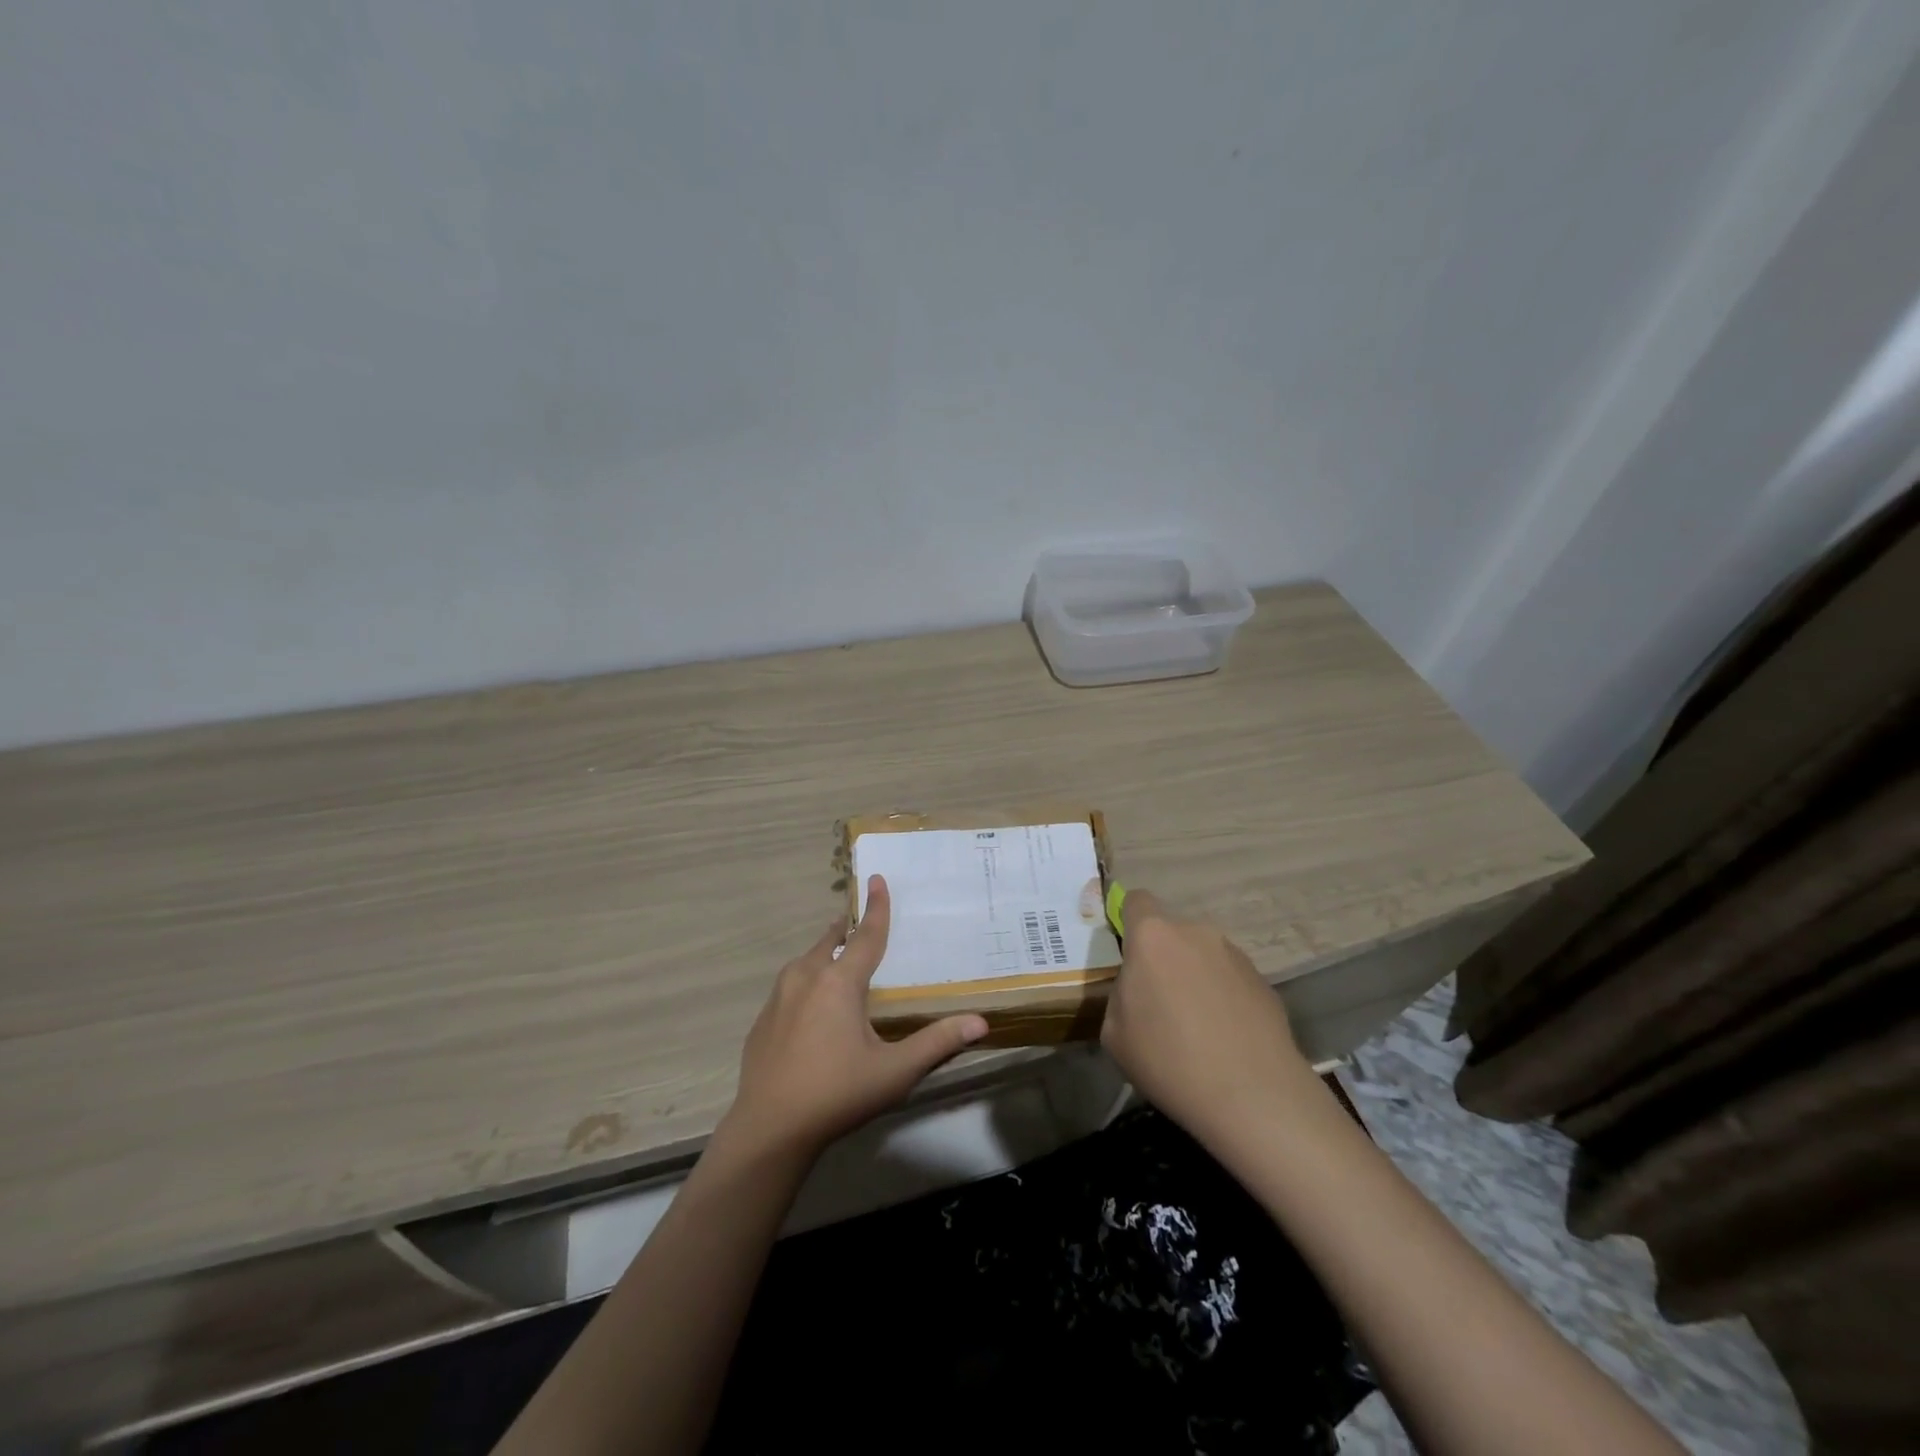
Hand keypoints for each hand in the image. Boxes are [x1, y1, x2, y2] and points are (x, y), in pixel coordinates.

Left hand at [721, 875, 989, 1161]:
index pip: (866, 935)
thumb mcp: (895, 1071)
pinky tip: (811, 1006)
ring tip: (837, 956)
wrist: (768, 1130)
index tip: (877, 878)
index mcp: (839, 982)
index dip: (877, 907)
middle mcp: (806, 978)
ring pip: (806, 961)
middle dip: (846, 927)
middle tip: (859, 919)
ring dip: (824, 952)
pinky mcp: (763, 1020)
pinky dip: (806, 981)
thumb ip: (937, 1043)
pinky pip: (789, 986)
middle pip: (830, 941)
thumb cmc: (837, 1094)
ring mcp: (778, 998)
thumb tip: (980, 1022)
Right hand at [1099, 889, 1313, 1146]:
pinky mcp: (1263, 980)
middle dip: (1162, 958)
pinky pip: (1229, 979)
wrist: (1253, 1095)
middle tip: (1160, 1002)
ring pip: (1202, 955)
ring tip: (1197, 1026)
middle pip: (1170, 933)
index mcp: (1152, 937)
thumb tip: (1138, 989)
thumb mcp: (1115, 1033)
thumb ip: (1121, 994)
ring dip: (1194, 977)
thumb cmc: (1169, 1060)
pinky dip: (1223, 997)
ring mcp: (1234, 954)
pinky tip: (1225, 1037)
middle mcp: (1195, 933)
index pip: (1136, 900)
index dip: (1127, 920)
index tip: (1126, 953)